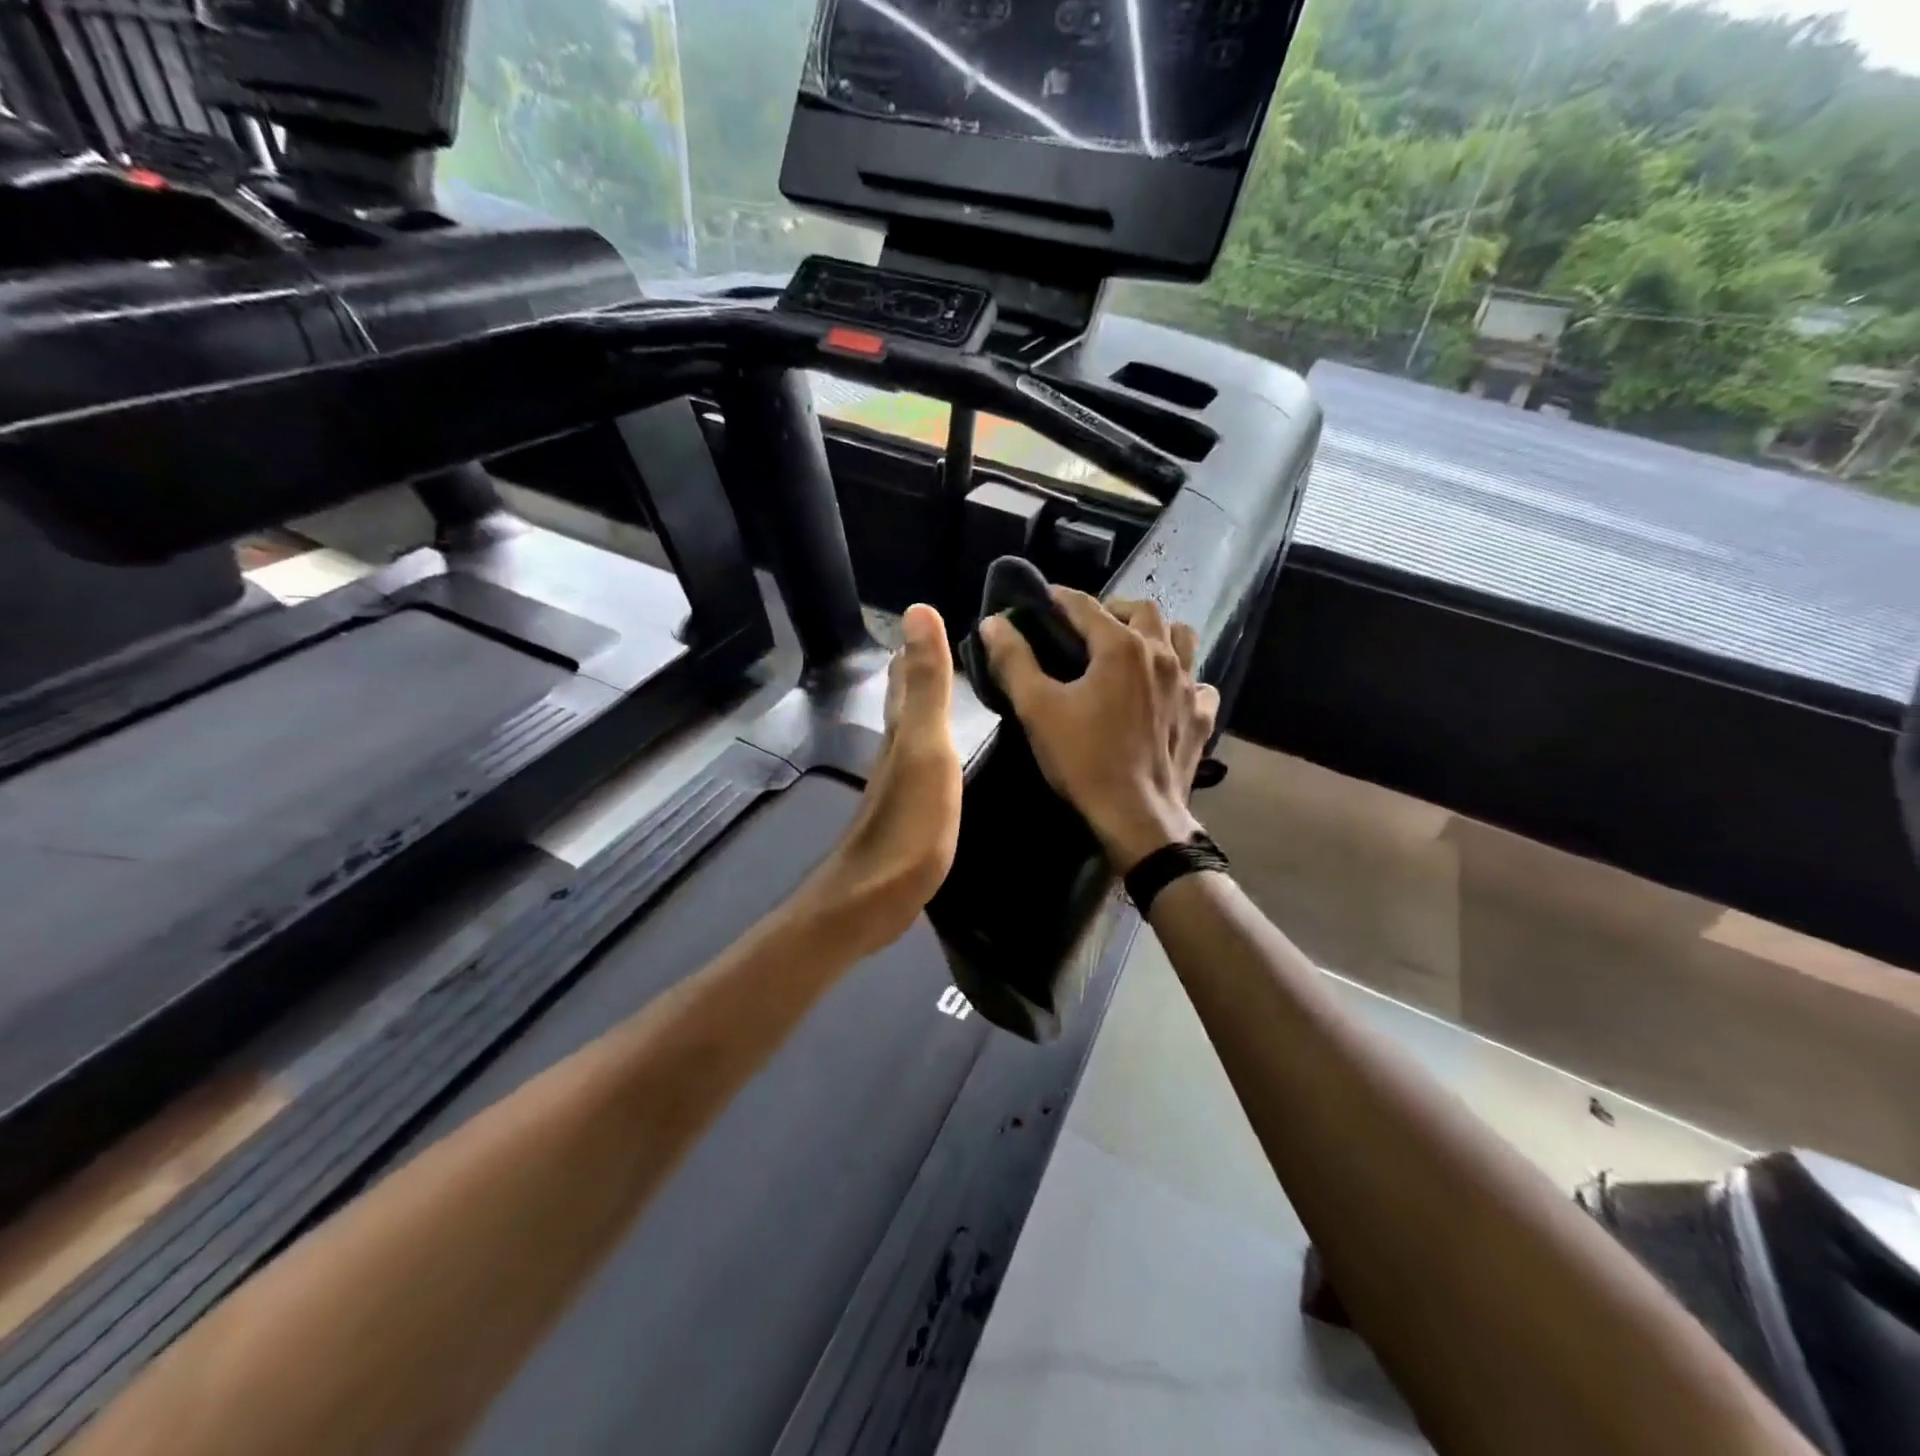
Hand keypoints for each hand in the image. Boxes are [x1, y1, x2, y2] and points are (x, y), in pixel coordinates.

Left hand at [812, 603, 963, 953]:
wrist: (873, 899)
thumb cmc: (907, 823)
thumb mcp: (925, 747)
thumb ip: (926, 685)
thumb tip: (917, 610)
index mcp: (901, 730)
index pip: (905, 676)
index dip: (914, 647)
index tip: (929, 616)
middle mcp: (895, 751)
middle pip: (903, 702)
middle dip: (916, 672)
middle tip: (938, 646)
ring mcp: (899, 786)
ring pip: (911, 732)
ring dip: (924, 708)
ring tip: (946, 693)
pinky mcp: (909, 816)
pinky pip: (923, 766)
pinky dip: (932, 748)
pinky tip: (942, 759)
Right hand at [981, 590, 1218, 870]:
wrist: (1137, 817)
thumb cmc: (1084, 760)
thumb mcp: (1037, 709)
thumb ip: (1014, 660)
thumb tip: (994, 622)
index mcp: (1121, 646)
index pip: (1086, 606)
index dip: (1060, 598)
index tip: (1042, 599)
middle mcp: (1162, 654)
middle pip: (1143, 610)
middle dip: (1113, 609)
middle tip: (1088, 628)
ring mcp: (1189, 685)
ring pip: (1181, 637)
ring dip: (1156, 633)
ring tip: (1133, 649)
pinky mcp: (1201, 716)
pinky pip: (1199, 682)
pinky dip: (1183, 678)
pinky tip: (1167, 693)